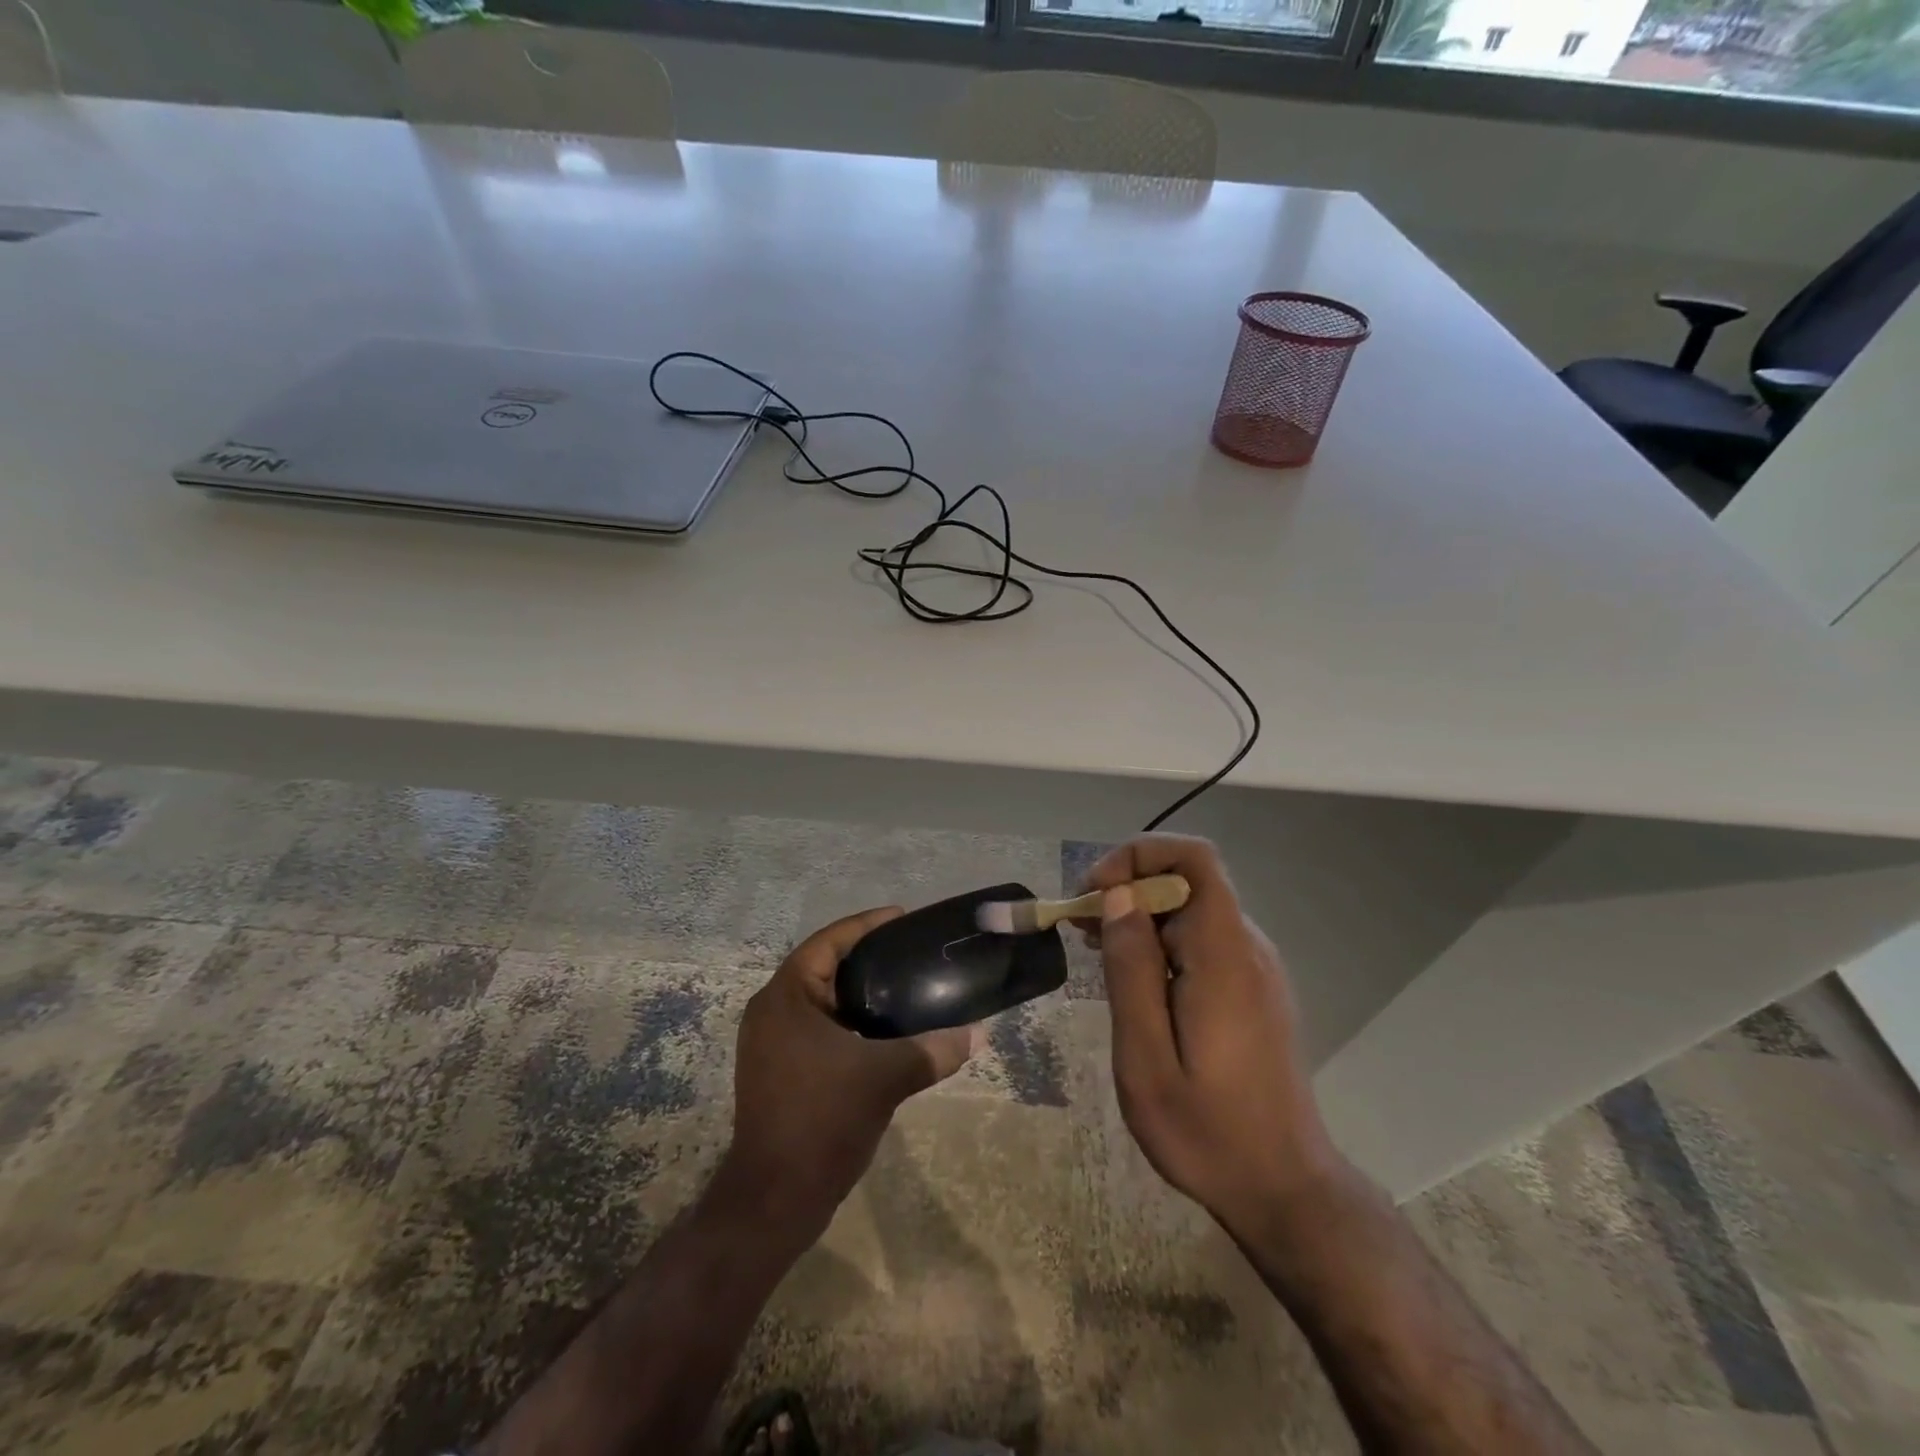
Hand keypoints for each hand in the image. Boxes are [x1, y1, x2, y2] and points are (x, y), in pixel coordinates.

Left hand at [726, 907, 974, 1233]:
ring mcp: (772, 1044)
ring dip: (859, 992)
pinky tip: (885, 1030)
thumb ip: (932, 1050)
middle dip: (867, 958)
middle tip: (911, 951)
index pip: (827, 942)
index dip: (865, 925)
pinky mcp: (780, 1070)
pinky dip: (850, 1021)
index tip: (903, 918)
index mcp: (785, 997)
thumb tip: (978, 1034)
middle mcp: (772, 1012)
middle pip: (824, 967)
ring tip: (905, 985)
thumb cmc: (821, 1120)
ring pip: (823, 1001)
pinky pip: (820, 1028)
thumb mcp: (883, 1078)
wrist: (776, 1199)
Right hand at [1077, 835, 1344, 1239]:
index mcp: (1224, 956)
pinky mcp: (1252, 989)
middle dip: (1127, 888)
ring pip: (1192, 910)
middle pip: (1187, 880)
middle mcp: (1247, 948)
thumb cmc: (1207, 1132)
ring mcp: (1254, 968)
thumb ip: (1131, 970)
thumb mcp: (1146, 1058)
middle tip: (1080, 928)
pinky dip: (1160, 942)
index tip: (1095, 892)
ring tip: (1096, 952)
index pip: (1195, 858)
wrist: (1284, 1190)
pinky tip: (1134, 981)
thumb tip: (1117, 898)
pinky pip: (1202, 940)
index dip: (1140, 854)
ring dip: (1140, 916)